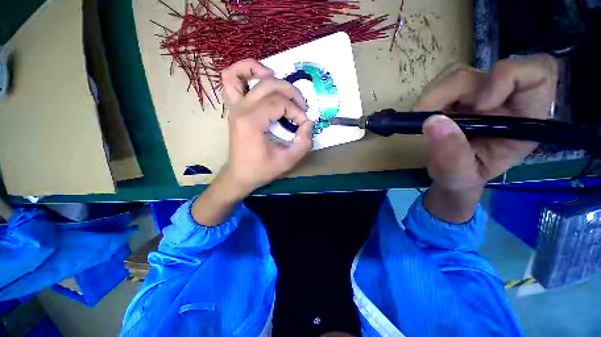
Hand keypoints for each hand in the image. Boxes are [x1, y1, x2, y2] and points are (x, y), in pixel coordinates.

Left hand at [192, 59, 312, 224]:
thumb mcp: (288, 160)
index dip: (297, 111)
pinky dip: (243, 72)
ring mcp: (234, 107)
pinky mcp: (234, 108)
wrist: (240, 174)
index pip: (280, 103)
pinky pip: (230, 81)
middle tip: (301, 106)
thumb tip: (309, 123)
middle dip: (291, 93)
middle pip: (269, 86)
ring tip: (279, 80)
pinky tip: (259, 77)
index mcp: (252, 122)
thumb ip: (304, 142)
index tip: (303, 124)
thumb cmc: (262, 169)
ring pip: (241, 74)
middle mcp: (241, 109)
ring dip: (261, 71)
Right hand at [415, 55, 557, 221]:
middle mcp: (506, 101)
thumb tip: (432, 122)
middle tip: (427, 115)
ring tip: (424, 118)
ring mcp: (479, 95)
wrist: (450, 176)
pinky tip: (425, 115)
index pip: (537, 74)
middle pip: (485, 72)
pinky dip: (429, 97)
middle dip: (452, 91)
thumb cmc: (463, 180)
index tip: (477, 105)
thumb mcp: (458, 177)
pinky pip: (443, 82)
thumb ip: (451, 156)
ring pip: (460, 74)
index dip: (508, 77)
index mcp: (525, 120)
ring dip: (436, 94)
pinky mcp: (457, 96)